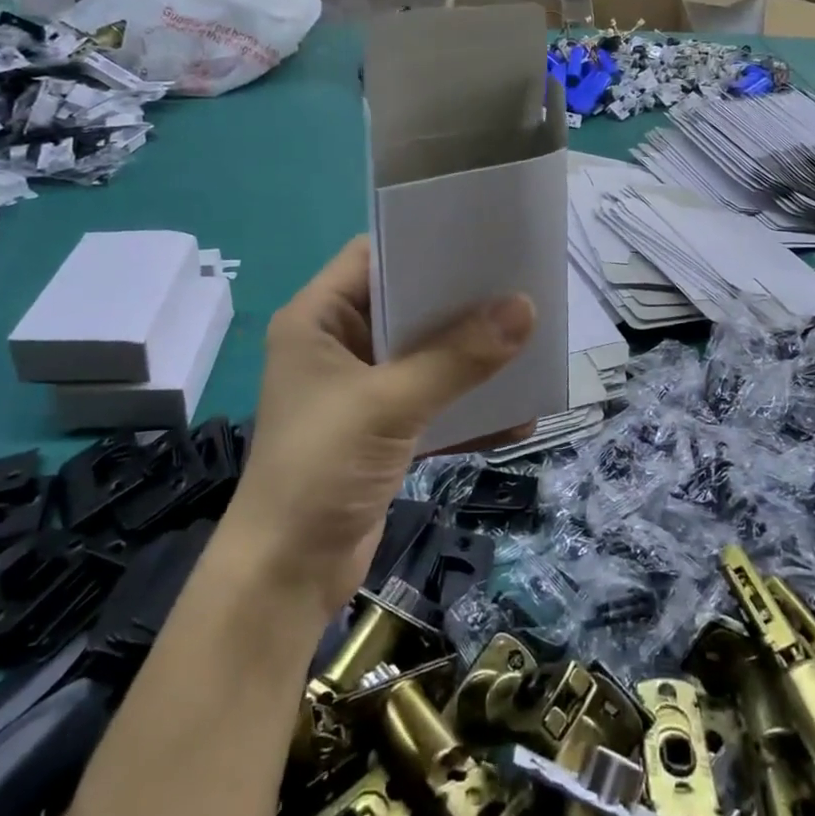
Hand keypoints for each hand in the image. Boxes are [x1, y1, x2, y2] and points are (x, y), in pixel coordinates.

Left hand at [223, 237, 536, 619]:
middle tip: (520, 282)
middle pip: (406, 304)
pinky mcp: (382, 429)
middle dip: (460, 300)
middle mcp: (338, 344)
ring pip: (425, 353)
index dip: (422, 242)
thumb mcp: (389, 404)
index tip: (481, 237)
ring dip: (470, 354)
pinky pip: (433, 401)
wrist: (286, 578)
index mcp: (318, 319)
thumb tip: (525, 309)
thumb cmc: (319, 469)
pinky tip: (517, 412)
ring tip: (529, 337)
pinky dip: (467, 406)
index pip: (373, 256)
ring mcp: (361, 388)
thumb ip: (457, 358)